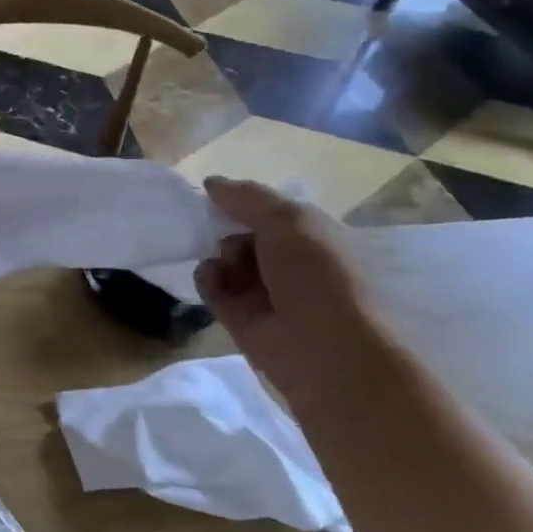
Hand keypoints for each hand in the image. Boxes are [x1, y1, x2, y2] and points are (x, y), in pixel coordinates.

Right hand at [193, 177, 390, 404]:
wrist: (324, 348)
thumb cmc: (317, 275)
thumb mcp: (289, 220)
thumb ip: (247, 198)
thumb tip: (210, 183)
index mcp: (312, 236)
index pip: (270, 211)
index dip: (244, 202)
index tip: (217, 196)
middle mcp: (289, 262)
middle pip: (243, 233)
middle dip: (228, 228)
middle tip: (226, 232)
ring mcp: (264, 291)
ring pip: (225, 260)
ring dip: (220, 255)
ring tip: (228, 264)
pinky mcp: (239, 316)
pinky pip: (212, 287)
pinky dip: (208, 279)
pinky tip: (214, 279)